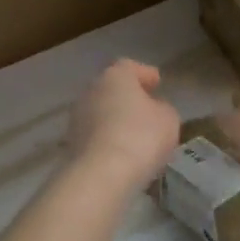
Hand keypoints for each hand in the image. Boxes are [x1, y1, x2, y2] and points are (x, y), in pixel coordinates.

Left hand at [67, 59, 180, 190]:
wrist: (101, 174)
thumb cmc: (141, 137)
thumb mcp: (168, 120)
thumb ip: (163, 109)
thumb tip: (154, 110)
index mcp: (115, 76)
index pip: (129, 67)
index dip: (145, 74)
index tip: (157, 83)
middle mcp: (91, 91)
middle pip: (112, 89)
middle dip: (128, 98)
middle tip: (147, 109)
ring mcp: (77, 118)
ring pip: (101, 113)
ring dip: (116, 120)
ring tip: (136, 136)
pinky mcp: (71, 143)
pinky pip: (95, 135)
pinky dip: (107, 140)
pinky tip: (122, 153)